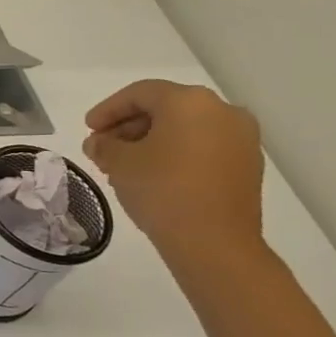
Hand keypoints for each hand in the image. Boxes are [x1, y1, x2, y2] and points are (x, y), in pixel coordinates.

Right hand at [82, 80, 264, 259]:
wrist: (214, 242)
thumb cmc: (161, 190)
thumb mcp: (119, 163)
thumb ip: (103, 145)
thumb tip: (99, 143)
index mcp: (189, 102)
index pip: (139, 93)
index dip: (108, 109)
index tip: (88, 129)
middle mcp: (222, 111)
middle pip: (166, 108)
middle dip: (129, 125)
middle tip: (103, 147)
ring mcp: (241, 139)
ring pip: (186, 128)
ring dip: (152, 140)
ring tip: (125, 164)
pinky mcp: (247, 165)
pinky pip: (203, 146)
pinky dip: (176, 152)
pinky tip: (154, 174)